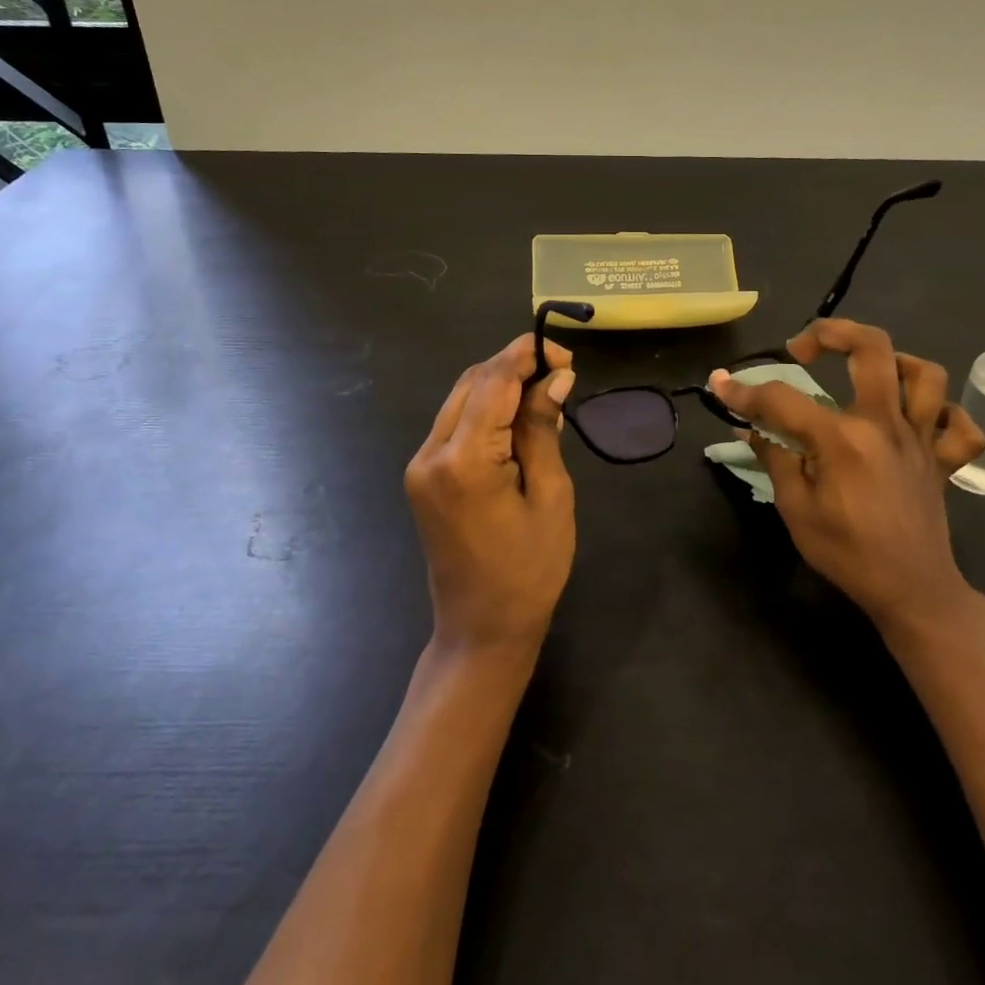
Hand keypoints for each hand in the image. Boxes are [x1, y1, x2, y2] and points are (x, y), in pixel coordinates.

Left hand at [405, 334, 577, 656]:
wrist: (480, 630)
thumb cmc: (529, 570)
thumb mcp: (551, 496)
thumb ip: (544, 429)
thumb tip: (556, 377)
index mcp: (464, 460)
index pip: (494, 381)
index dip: (527, 355)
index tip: (564, 354)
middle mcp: (431, 453)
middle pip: (473, 381)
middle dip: (515, 365)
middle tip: (560, 372)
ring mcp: (420, 464)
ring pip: (461, 397)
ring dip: (501, 385)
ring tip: (545, 392)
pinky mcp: (422, 474)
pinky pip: (454, 422)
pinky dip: (486, 409)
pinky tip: (518, 418)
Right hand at [709, 319, 984, 632]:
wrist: (912, 593)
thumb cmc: (847, 554)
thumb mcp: (796, 510)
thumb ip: (774, 460)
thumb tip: (749, 428)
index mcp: (843, 440)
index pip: (783, 399)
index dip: (744, 391)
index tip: (720, 384)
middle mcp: (885, 425)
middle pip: (872, 349)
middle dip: (831, 332)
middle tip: (803, 348)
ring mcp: (920, 439)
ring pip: (926, 374)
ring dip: (895, 362)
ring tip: (866, 373)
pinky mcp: (943, 459)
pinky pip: (960, 424)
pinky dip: (943, 413)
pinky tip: (917, 417)